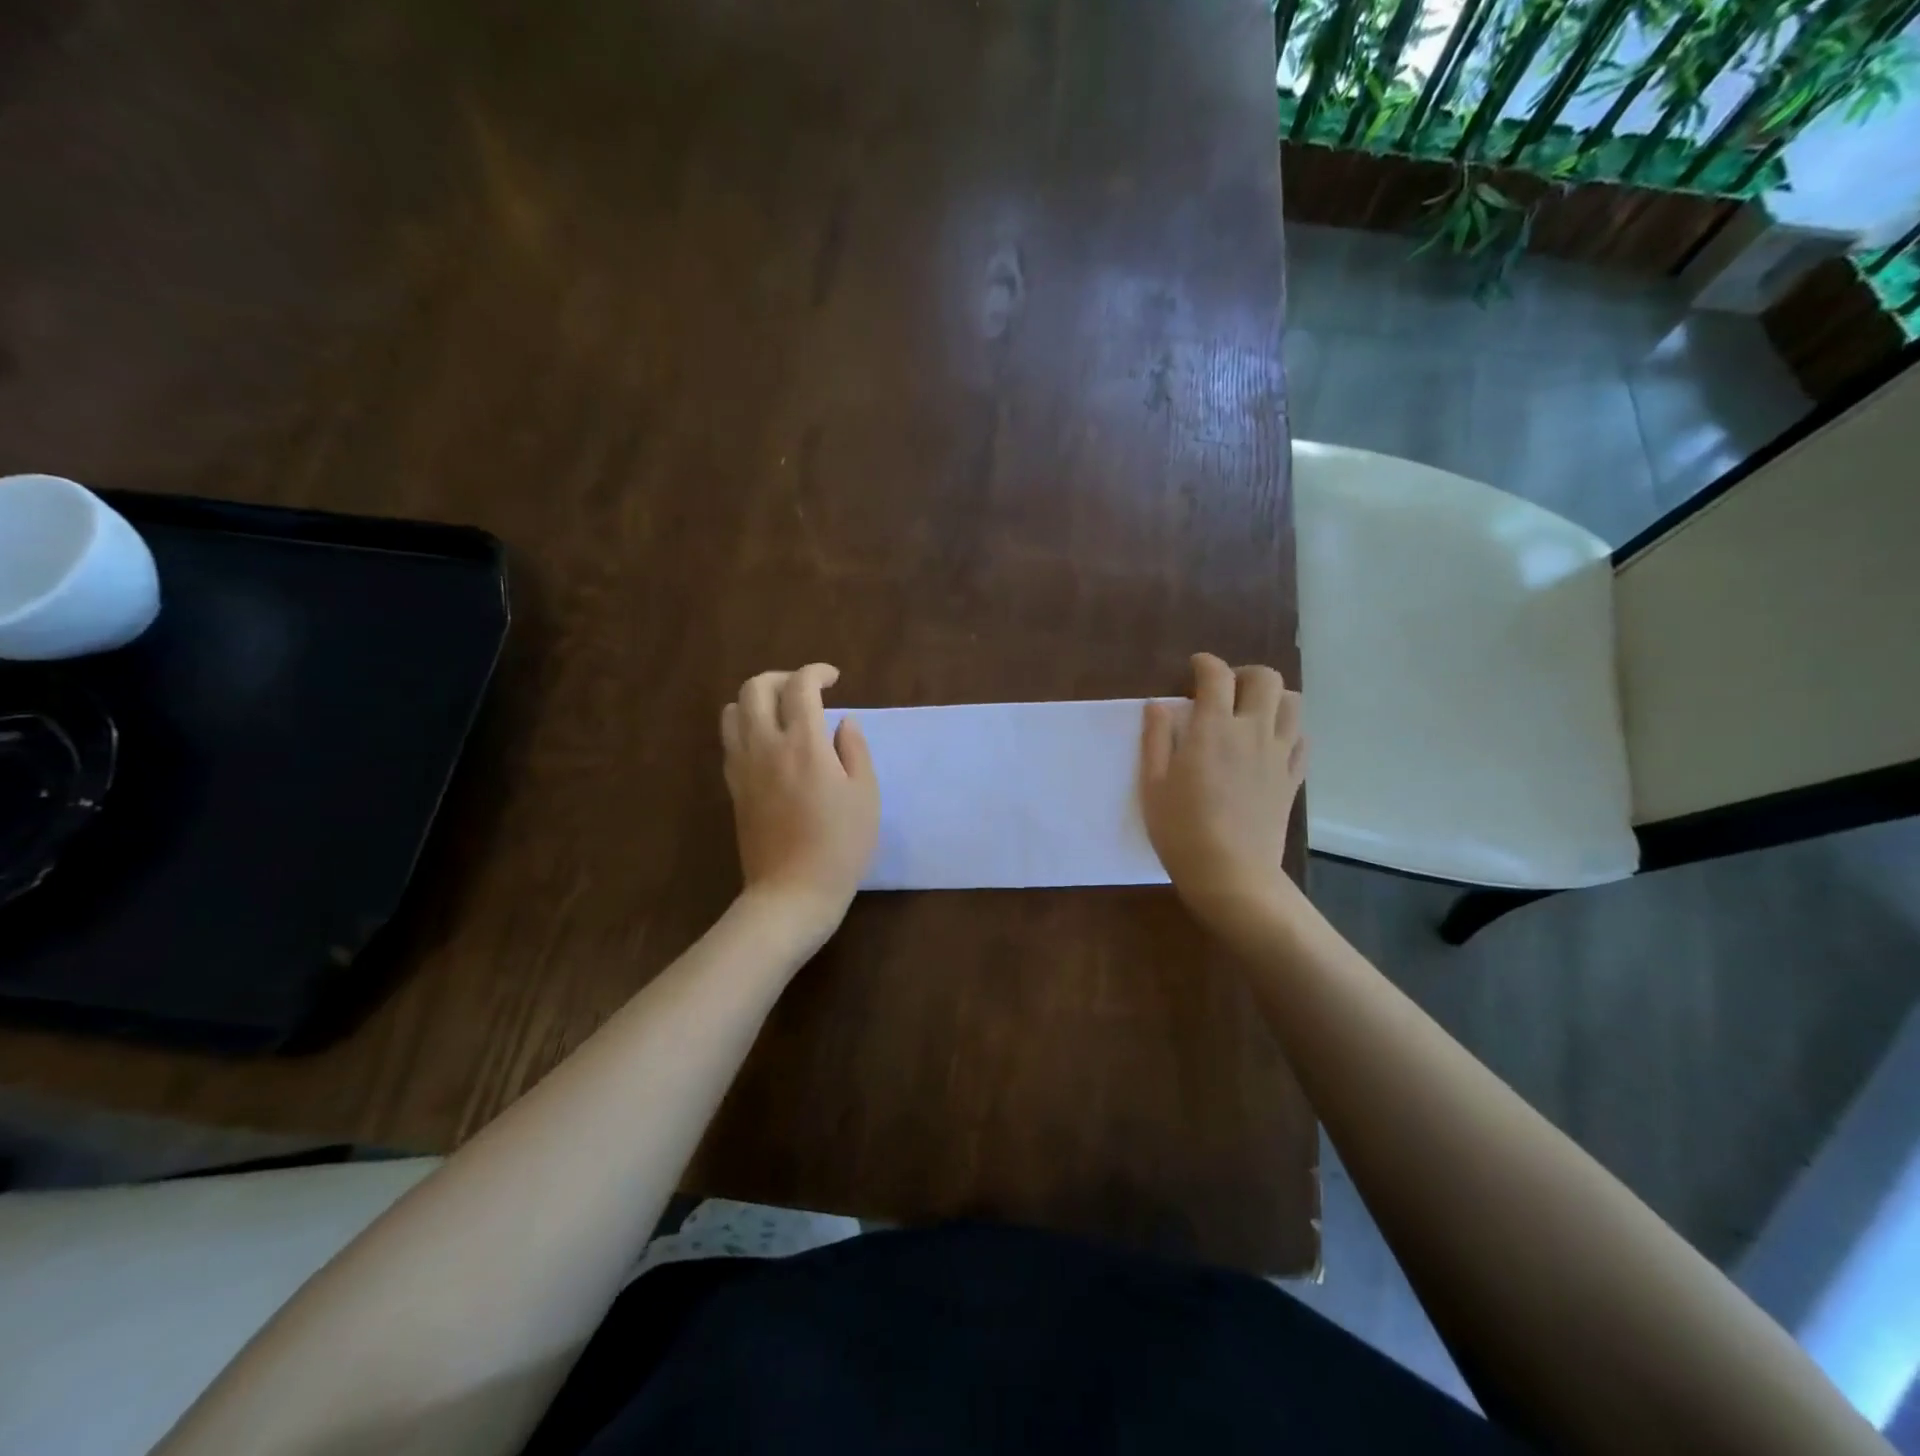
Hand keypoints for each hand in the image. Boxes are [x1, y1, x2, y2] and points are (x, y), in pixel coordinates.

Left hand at [721, 664, 878, 931]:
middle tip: (805, 690)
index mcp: (804, 744)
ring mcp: (742, 767)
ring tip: (782, 714)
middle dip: (781, 678)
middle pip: (755, 689)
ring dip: (756, 700)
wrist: (792, 892)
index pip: (800, 687)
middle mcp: (765, 746)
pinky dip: (746, 727)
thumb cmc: (840, 845)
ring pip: (732, 711)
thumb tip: (843, 722)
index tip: (833, 678)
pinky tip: (769, 745)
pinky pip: (730, 741)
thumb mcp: (865, 795)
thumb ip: (855, 750)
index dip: (816, 672)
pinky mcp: (733, 788)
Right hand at [1140, 653, 1305, 931]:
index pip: (1216, 675)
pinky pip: (1302, 739)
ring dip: (1273, 697)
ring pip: (1293, 703)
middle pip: (1265, 678)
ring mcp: (1279, 754)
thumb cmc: (1181, 830)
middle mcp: (1252, 731)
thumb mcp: (1153, 784)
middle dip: (1244, 673)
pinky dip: (1289, 730)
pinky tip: (1270, 743)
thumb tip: (1157, 705)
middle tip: (1224, 691)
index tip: (1193, 669)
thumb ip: (1156, 739)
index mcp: (1213, 729)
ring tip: (1251, 712)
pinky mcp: (1292, 778)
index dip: (1204, 664)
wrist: (1231, 875)